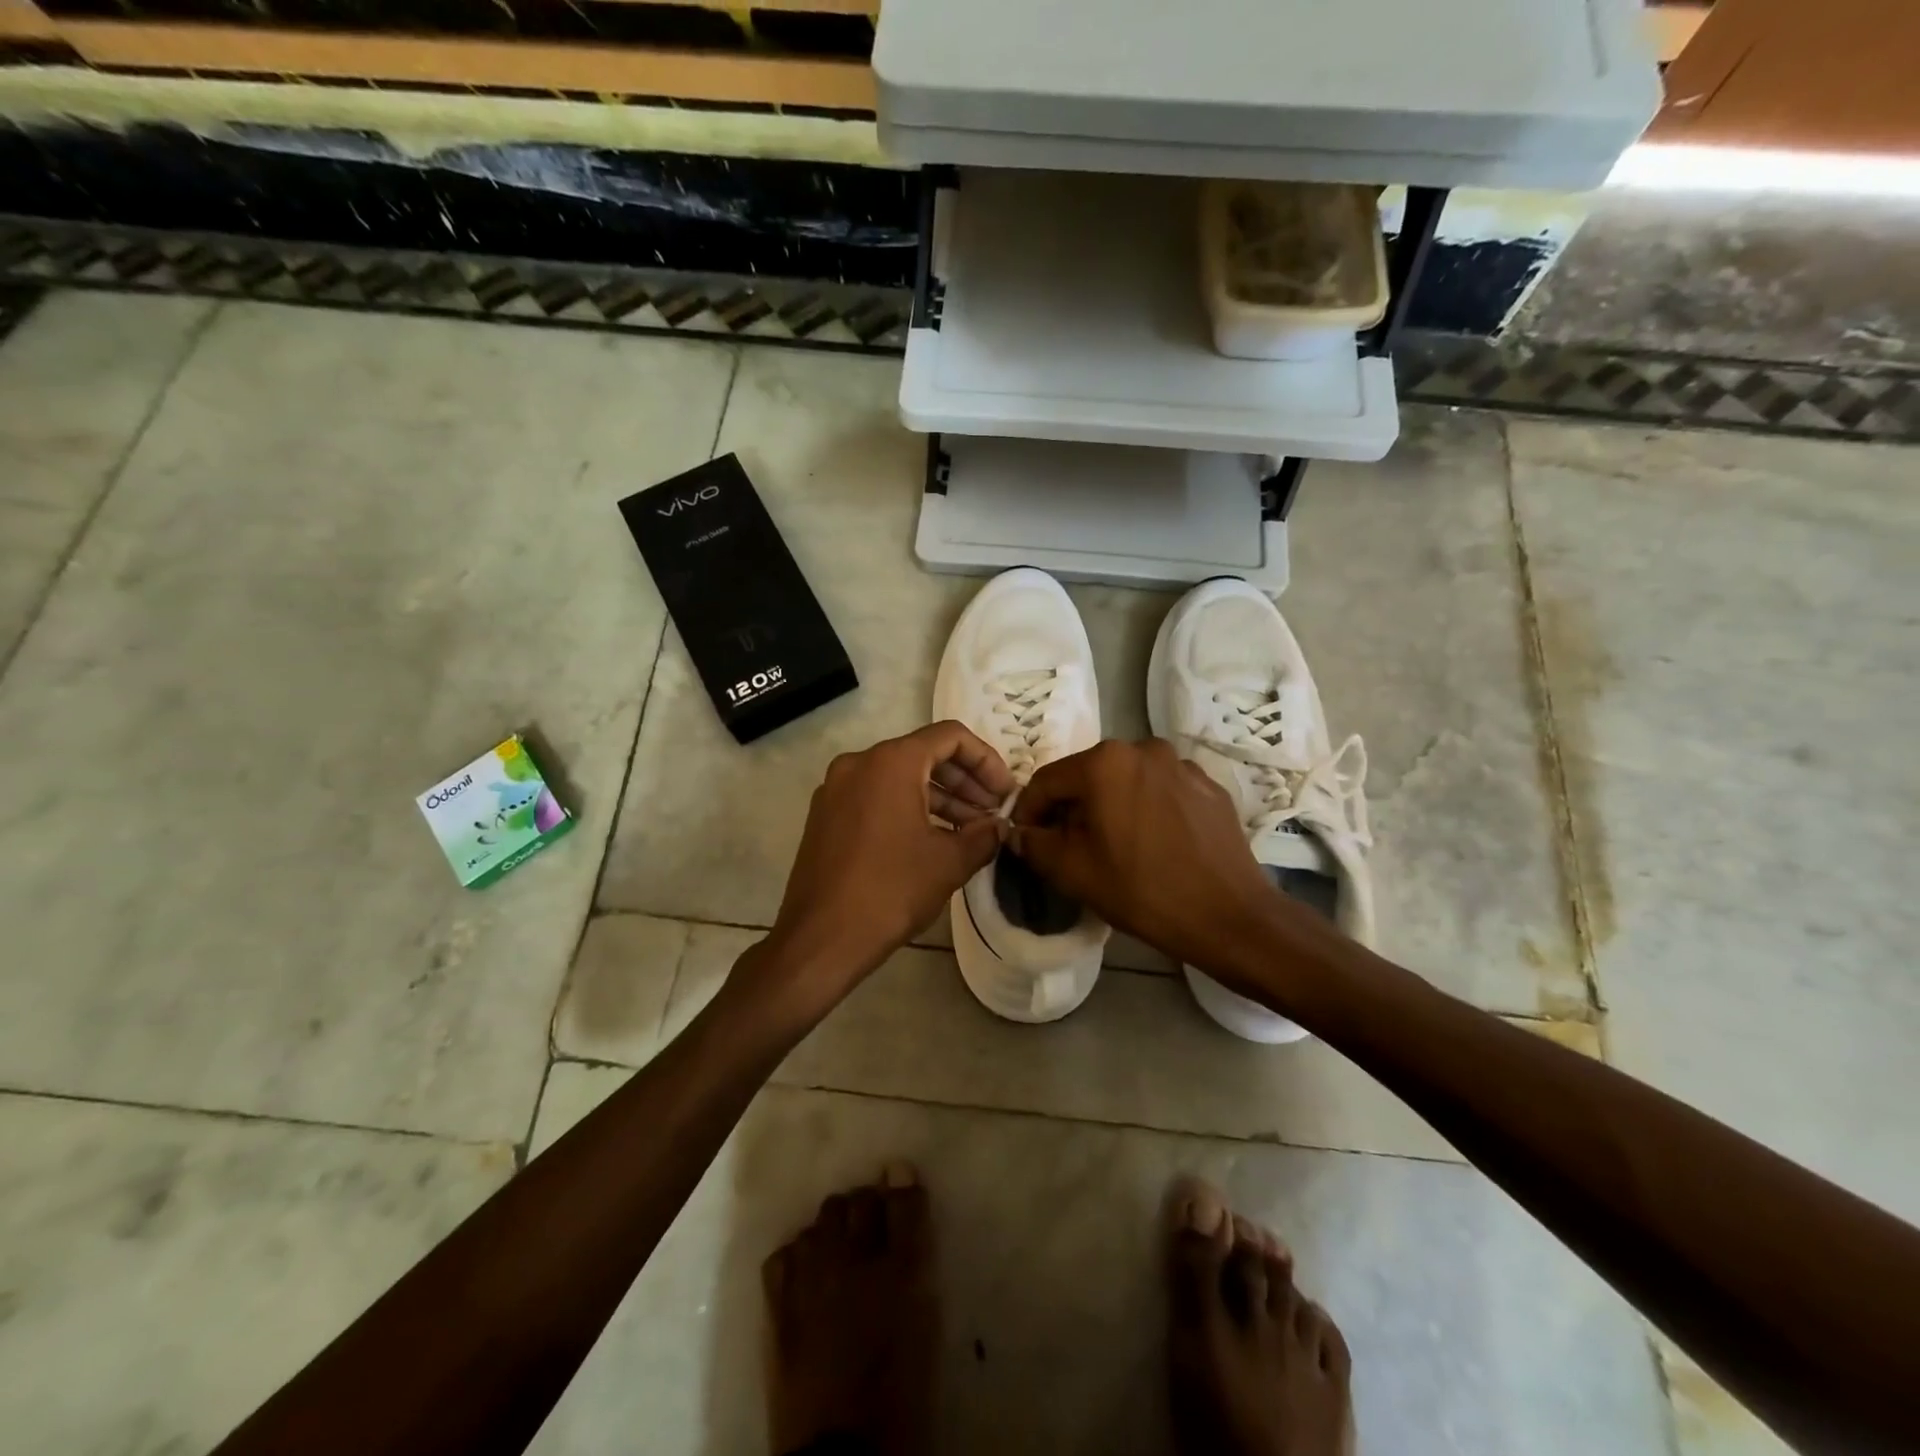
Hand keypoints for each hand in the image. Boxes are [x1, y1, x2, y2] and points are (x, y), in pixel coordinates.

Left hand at [756, 722, 1015, 1015]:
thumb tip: (998, 827)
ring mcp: (836, 788)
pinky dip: (908, 808)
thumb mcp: (949, 863)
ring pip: (899, 777)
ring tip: (970, 830)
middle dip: (965, 781)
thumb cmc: (890, 891)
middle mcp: (859, 763)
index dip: (986, 760)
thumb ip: (983, 836)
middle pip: (924, 754)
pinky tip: (932, 840)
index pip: (950, 737)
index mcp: (890, 762)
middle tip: (992, 812)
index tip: (1005, 792)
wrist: (820, 939)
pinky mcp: (825, 815)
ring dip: (939, 798)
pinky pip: (876, 796)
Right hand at [1010, 740, 1289, 976]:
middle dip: (1072, 808)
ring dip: (1111, 806)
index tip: (1026, 839)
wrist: (1230, 916)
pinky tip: (1154, 843)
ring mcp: (1181, 764)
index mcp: (1105, 762)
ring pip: (1126, 781)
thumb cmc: (1143, 890)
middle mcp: (1143, 749)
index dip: (1029, 811)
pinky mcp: (1208, 785)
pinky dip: (1147, 809)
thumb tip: (1020, 832)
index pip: (1048, 780)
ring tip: (1114, 845)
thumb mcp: (1073, 872)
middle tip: (1068, 846)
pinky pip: (1161, 790)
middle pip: (1088, 776)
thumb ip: (1035, 844)